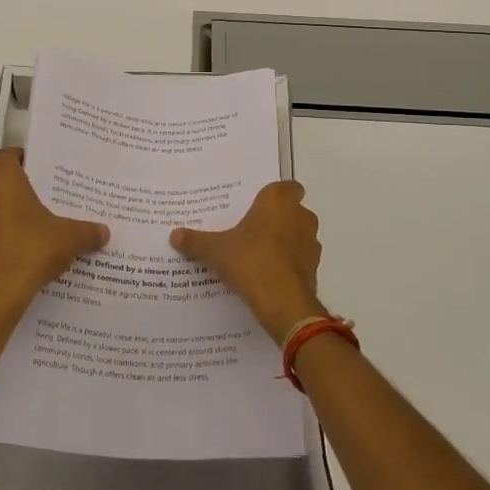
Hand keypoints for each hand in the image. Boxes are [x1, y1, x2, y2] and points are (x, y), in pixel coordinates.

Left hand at [0, 149, 107, 322]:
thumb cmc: (32, 249)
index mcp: (4, 183)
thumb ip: (88, 231)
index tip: (42, 165)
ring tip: (43, 225)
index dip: (23, 157)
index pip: (7, 156)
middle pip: (3, 184)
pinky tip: (31, 250)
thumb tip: (105, 232)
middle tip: (50, 196)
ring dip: (15, 216)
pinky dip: (9, 238)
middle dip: (23, 190)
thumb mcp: (69, 238)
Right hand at [170, 181, 324, 343]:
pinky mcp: (314, 268)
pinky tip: (268, 275)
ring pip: (298, 235)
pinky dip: (289, 263)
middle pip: (291, 210)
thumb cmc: (250, 261)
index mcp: (278, 201)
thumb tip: (174, 235)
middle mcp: (301, 215)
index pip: (287, 186)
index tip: (256, 205)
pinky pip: (300, 259)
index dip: (274, 195)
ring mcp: (311, 242)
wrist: (283, 302)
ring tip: (258, 254)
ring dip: (284, 241)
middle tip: (251, 229)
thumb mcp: (215, 250)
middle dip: (276, 219)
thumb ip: (196, 241)